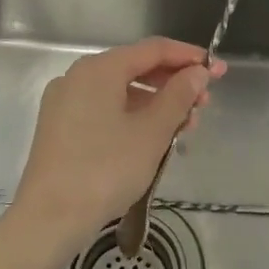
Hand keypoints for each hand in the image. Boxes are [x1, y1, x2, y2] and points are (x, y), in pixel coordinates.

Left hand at [12, 38, 225, 256]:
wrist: (49, 219)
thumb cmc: (106, 169)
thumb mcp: (152, 132)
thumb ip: (179, 96)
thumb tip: (197, 72)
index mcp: (99, 69)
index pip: (153, 49)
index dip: (189, 57)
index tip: (218, 71)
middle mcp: (78, 76)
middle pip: (135, 68)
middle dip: (173, 84)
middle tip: (204, 105)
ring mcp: (65, 102)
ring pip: (120, 92)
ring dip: (155, 104)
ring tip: (184, 128)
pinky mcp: (59, 128)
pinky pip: (104, 109)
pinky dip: (132, 117)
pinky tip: (151, 139)